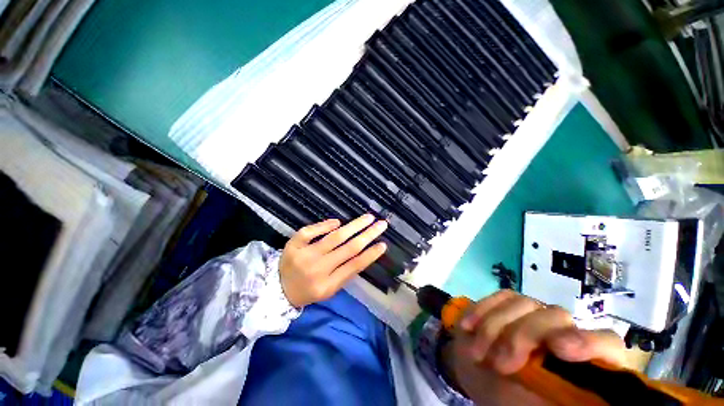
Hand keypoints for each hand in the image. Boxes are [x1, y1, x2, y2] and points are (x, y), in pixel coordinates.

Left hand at [280, 214, 387, 307]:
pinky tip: (338, 222)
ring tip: (368, 218)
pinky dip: (326, 225)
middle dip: (368, 234)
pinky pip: (311, 230)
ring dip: (354, 225)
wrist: (277, 289)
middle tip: (382, 224)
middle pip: (349, 248)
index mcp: (327, 285)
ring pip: (335, 237)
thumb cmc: (308, 289)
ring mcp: (304, 255)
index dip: (371, 254)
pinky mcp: (293, 244)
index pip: (354, 266)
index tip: (383, 244)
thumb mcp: (329, 290)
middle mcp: (317, 269)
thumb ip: (345, 273)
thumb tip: (362, 250)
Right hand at [441, 290, 627, 404]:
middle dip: (522, 336)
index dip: (589, 342)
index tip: (561, 350)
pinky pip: (498, 297)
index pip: (605, 343)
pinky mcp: (509, 302)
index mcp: (582, 362)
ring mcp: (534, 312)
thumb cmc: (510, 399)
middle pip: (555, 316)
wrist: (480, 372)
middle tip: (499, 364)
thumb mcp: (531, 405)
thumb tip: (565, 394)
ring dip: (494, 328)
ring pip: (522, 303)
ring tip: (477, 353)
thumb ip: (556, 394)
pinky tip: (468, 327)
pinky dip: (481, 311)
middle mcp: (563, 331)